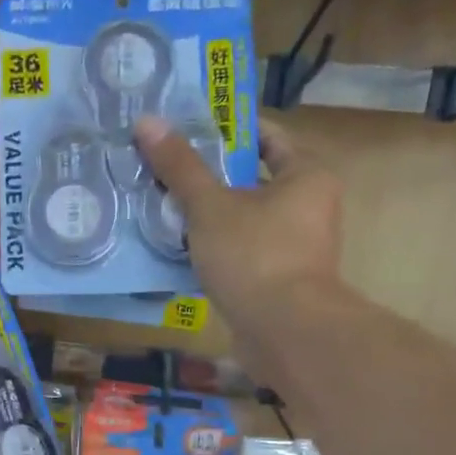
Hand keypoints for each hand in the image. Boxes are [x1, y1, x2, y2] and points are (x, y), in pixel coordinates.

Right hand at [133, 115, 344, 350]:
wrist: (285, 333)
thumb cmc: (255, 256)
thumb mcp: (210, 206)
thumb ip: (180, 167)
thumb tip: (146, 121)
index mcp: (306, 175)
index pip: (267, 137)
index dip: (226, 130)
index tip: (186, 129)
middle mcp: (309, 207)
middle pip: (252, 180)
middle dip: (209, 178)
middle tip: (164, 170)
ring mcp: (296, 249)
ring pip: (244, 221)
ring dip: (208, 218)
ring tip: (163, 209)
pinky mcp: (279, 283)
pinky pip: (241, 254)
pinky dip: (215, 251)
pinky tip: (179, 251)